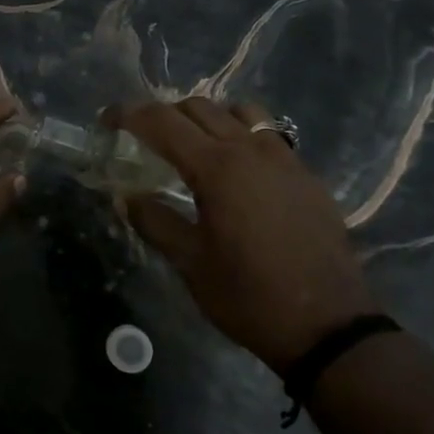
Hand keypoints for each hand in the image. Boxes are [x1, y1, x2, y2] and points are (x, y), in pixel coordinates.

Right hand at [108, 97, 380, 369]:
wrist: (328, 325)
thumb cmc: (248, 296)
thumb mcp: (190, 262)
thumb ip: (154, 221)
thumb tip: (127, 198)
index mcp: (218, 168)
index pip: (163, 122)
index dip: (129, 115)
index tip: (106, 120)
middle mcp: (252, 151)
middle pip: (200, 108)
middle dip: (164, 114)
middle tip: (141, 137)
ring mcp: (285, 159)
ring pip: (239, 113)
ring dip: (206, 118)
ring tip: (189, 145)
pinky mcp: (306, 176)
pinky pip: (267, 135)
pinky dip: (239, 135)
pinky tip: (232, 169)